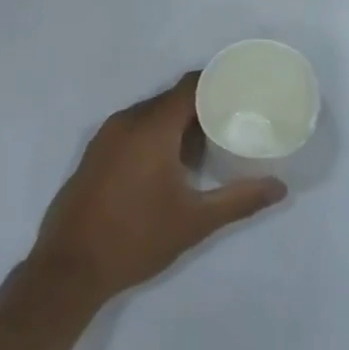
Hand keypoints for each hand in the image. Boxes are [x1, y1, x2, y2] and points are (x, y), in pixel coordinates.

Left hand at [27, 74, 286, 308]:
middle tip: (232, 120)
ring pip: (151, 113)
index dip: (218, 82)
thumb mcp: (195, 222)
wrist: (69, 267)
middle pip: (172, 98)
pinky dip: (155, 133)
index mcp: (153, 127)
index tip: (243, 90)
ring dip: (178, 122)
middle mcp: (128, 120)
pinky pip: (133, 127)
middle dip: (201, 105)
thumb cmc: (136, 238)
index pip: (191, 86)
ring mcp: (107, 134)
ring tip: (207, 142)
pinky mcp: (96, 151)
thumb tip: (279, 188)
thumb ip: (238, 200)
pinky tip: (171, 162)